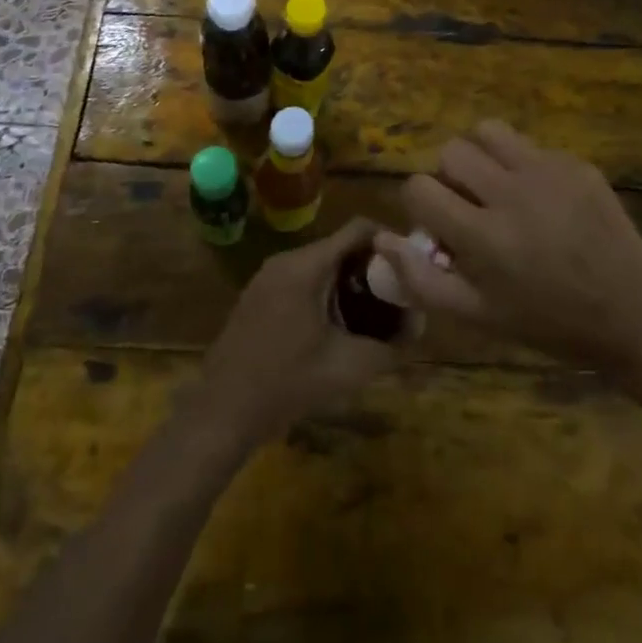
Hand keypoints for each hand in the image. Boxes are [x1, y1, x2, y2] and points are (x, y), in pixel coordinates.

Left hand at [191, 219, 408, 451]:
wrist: (223, 412)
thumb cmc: (287, 384)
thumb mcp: (347, 368)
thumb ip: (389, 347)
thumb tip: (418, 330)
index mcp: (307, 265)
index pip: (357, 229)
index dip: (389, 241)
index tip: (411, 265)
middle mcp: (286, 260)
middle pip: (339, 246)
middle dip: (371, 266)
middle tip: (398, 293)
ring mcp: (268, 276)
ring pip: (320, 263)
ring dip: (348, 280)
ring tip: (374, 310)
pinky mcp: (258, 295)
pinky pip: (301, 278)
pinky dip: (325, 290)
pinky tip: (337, 324)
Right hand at [375, 121, 641, 376]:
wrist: (632, 314)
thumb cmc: (548, 322)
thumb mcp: (478, 316)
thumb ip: (422, 280)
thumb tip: (381, 239)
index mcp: (484, 236)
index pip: (419, 187)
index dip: (420, 203)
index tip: (438, 221)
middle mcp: (512, 194)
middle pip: (451, 151)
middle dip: (449, 176)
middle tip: (469, 202)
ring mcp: (548, 172)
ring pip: (488, 130)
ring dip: (481, 154)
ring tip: (496, 183)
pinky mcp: (577, 164)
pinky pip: (531, 146)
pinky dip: (524, 165)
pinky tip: (542, 198)